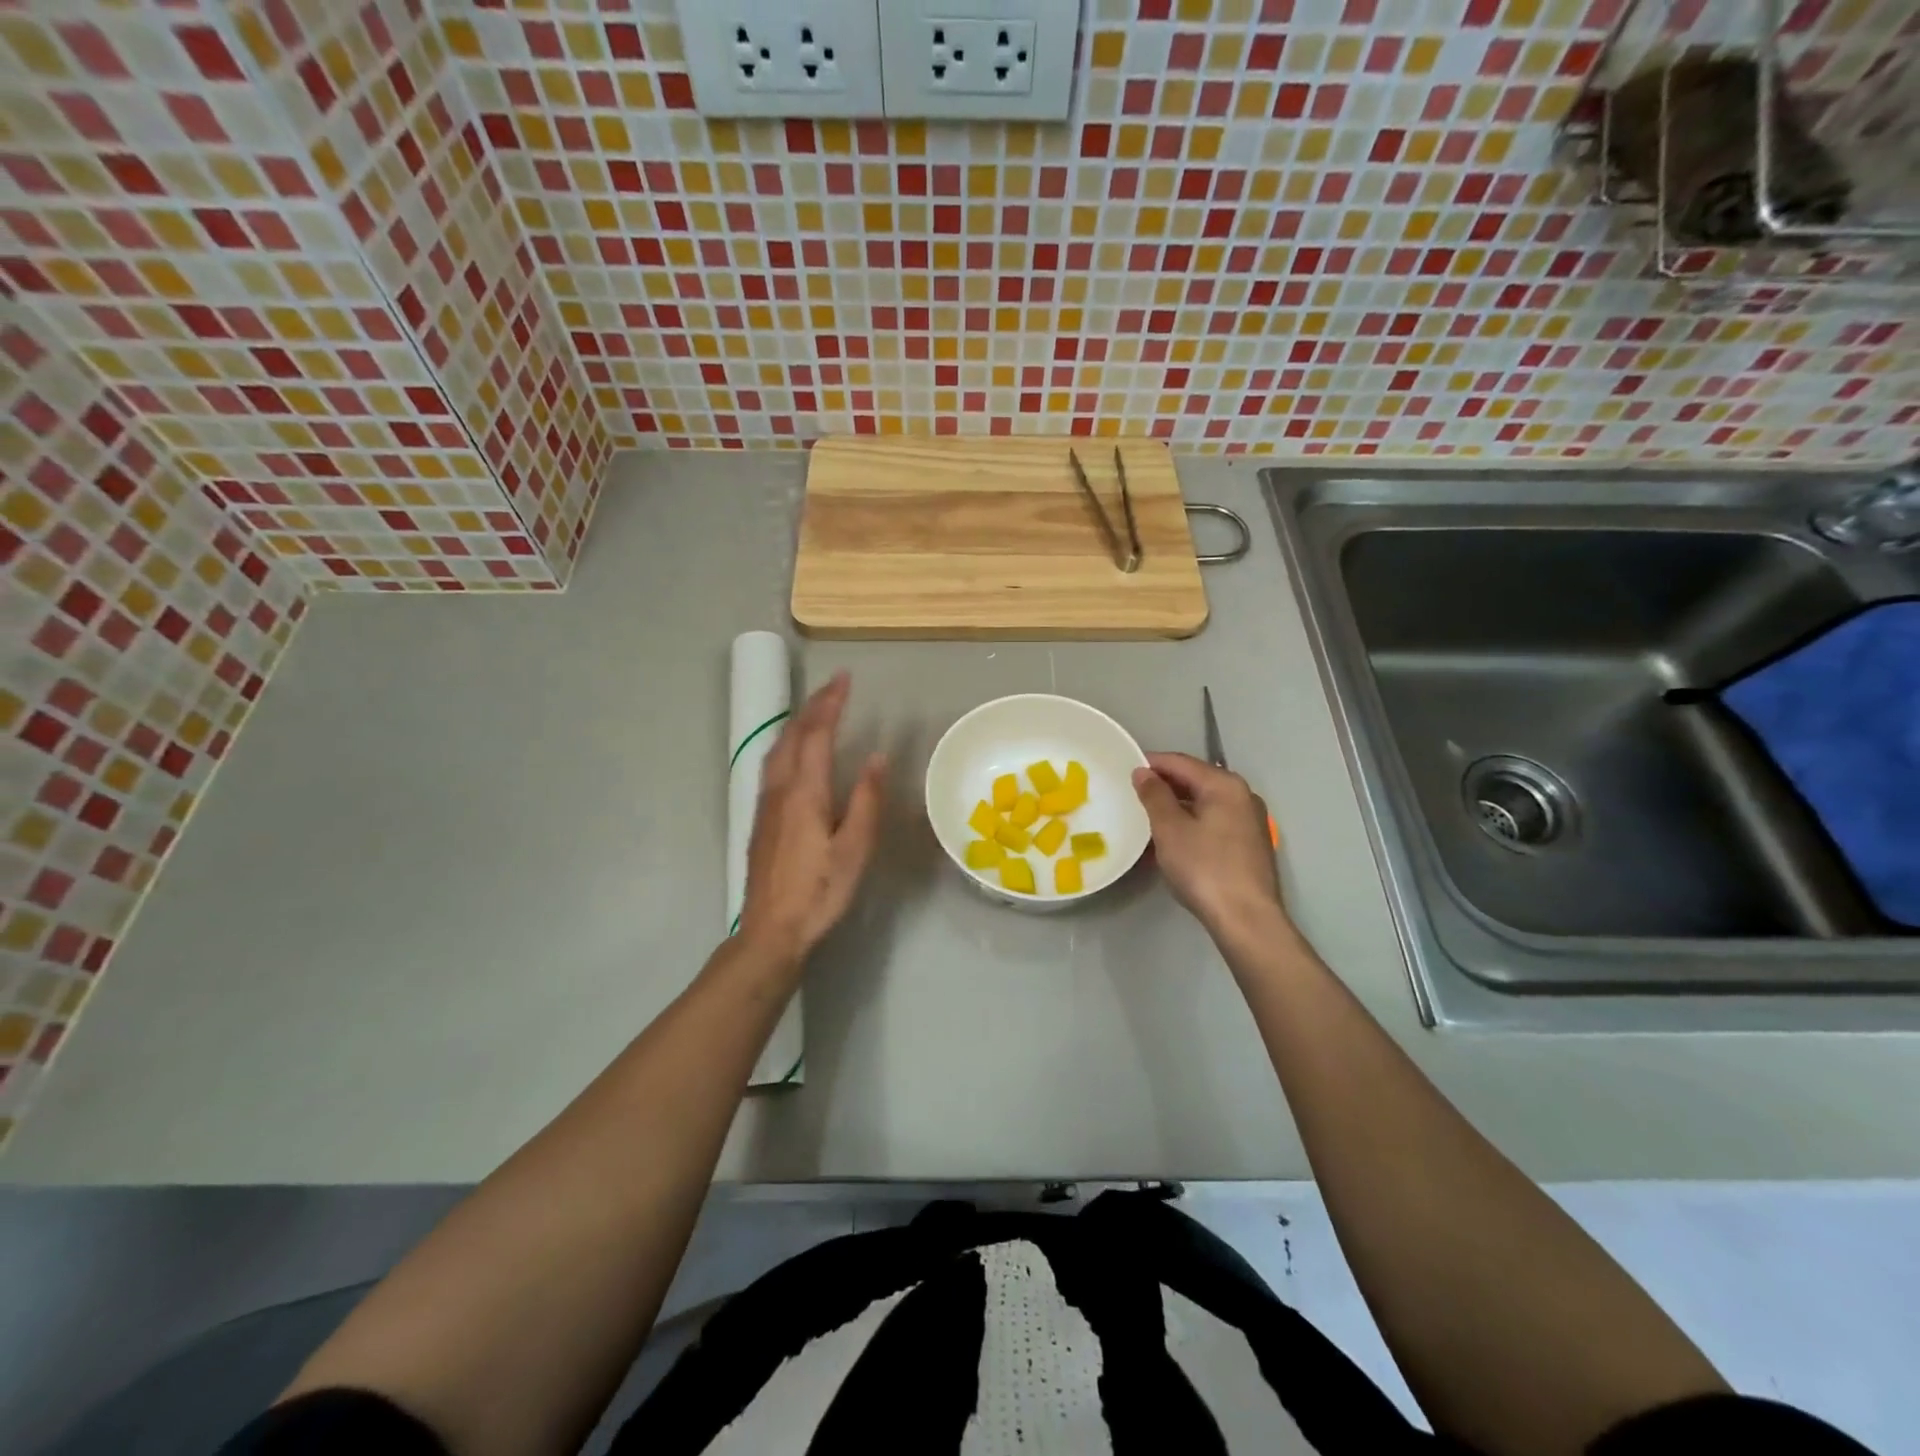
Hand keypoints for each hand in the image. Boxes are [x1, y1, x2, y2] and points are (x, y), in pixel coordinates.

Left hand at [738, 672, 886, 966]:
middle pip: (792, 734)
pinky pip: (772, 763)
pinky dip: (787, 742)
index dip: (831, 703)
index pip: (816, 734)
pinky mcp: (760, 817)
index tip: (844, 678)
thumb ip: (866, 800)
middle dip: (813, 705)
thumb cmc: (819, 891)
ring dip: (797, 721)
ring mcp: (765, 802)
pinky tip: (794, 750)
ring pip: (777, 747)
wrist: (771, 929)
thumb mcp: (854, 849)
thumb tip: (877, 757)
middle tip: (835, 686)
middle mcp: (779, 789)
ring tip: (817, 709)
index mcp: (804, 793)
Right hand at [1132, 752, 1285, 940]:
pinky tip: (1173, 838)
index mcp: (1224, 784)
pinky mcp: (1250, 844)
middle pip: (1196, 780)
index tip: (1123, 770)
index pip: (1180, 762)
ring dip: (1177, 806)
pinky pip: (1214, 821)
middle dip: (1164, 785)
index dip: (1151, 764)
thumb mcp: (1170, 829)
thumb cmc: (1204, 868)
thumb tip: (1143, 772)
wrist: (1246, 919)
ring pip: (1205, 802)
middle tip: (1133, 795)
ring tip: (1148, 817)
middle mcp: (1242, 795)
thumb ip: (1155, 795)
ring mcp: (1250, 820)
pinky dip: (1192, 822)